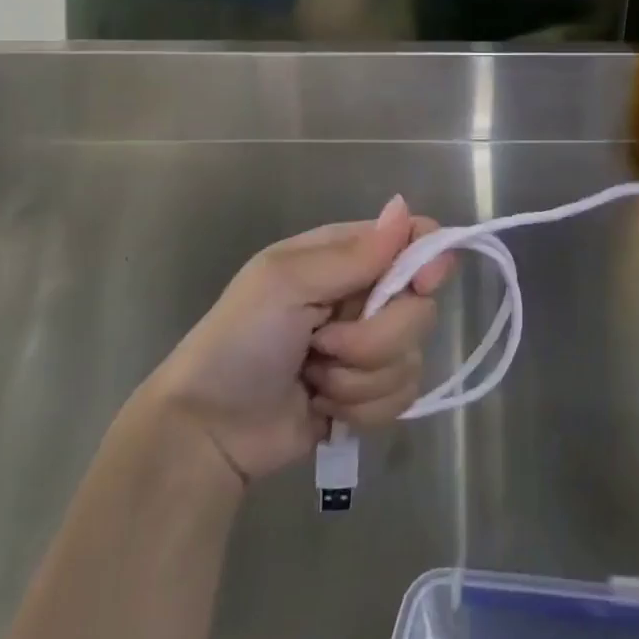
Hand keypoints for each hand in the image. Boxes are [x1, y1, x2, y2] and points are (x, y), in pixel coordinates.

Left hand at [146, 195, 451, 481]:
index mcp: (345, 257)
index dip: (429, 260)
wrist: (209, 431)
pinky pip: (402, 397)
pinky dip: (362, 407)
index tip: (422, 284)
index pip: (414, 240)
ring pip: (411, 357)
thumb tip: (402, 207)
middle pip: (421, 308)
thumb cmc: (238, 342)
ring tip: (313, 378)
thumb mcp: (284, 284)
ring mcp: (370, 347)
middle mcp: (365, 296)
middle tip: (322, 344)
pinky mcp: (370, 393)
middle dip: (374, 339)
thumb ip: (351, 254)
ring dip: (359, 378)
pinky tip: (323, 406)